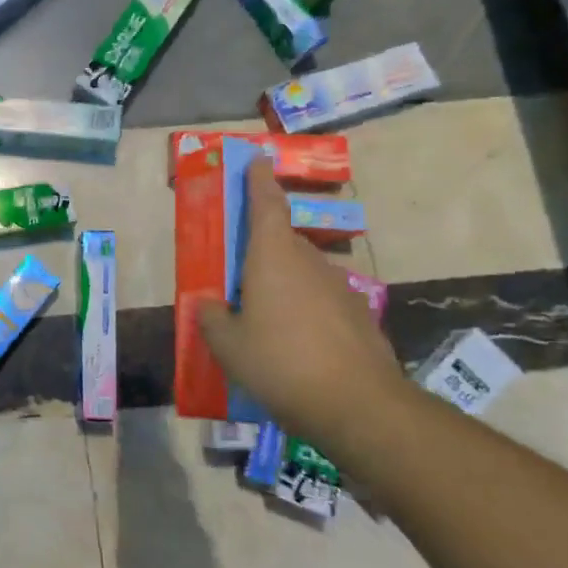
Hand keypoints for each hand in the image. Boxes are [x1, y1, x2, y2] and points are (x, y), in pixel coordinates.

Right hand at [197, 158, 404, 440]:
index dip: (259, 181)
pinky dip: (305, 310)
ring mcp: (339, 288)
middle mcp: (309, 263)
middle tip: (239, 271)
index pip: (266, 205)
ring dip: (283, 282)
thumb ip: (212, 319)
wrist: (360, 407)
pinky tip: (295, 343)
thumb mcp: (228, 347)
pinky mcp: (358, 316)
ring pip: (303, 272)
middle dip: (261, 248)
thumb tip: (208, 304)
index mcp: (273, 258)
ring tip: (264, 317)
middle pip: (282, 241)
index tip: (257, 160)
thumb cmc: (281, 364)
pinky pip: (321, 300)